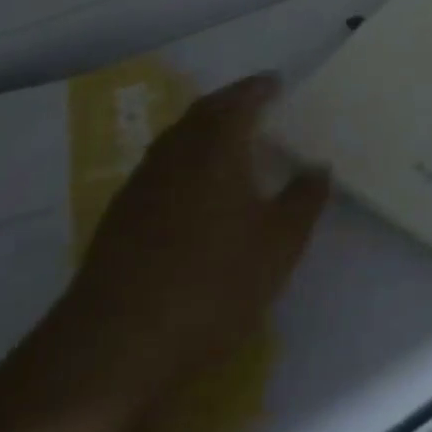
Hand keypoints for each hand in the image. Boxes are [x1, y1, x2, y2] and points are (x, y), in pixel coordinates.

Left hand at [44, 74, 330, 423]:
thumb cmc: (210, 285)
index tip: (276, 83)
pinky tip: (193, 194)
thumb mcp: (278, 246)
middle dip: (230, 103)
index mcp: (215, 146)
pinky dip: (183, 165)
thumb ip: (303, 200)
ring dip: (203, 132)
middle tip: (255, 105)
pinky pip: (160, 170)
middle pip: (203, 112)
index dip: (259, 88)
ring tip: (228, 144)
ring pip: (177, 140)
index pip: (240, 99)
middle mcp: (175, 152)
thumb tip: (319, 166)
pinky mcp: (118, 219)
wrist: (113, 349)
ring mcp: (141, 184)